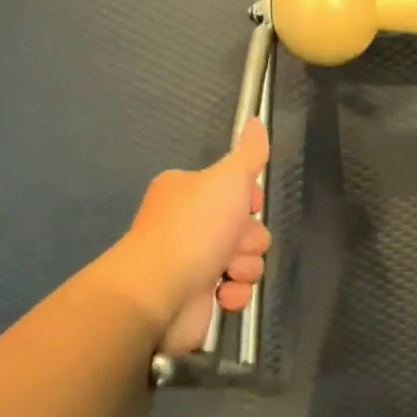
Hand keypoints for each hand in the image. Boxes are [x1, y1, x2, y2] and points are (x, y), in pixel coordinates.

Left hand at [125, 119, 271, 352]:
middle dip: (249, 240)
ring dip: (244, 267)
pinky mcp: (200, 297)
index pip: (237, 191)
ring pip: (247, 261)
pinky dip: (234, 295)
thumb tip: (257, 120)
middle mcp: (189, 225)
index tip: (250, 206)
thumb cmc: (194, 228)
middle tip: (233, 243)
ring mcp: (194, 262)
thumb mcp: (227, 179)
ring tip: (226, 272)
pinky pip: (236, 291)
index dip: (251, 201)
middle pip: (248, 228)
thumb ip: (249, 153)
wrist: (160, 290)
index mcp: (189, 192)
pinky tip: (221, 295)